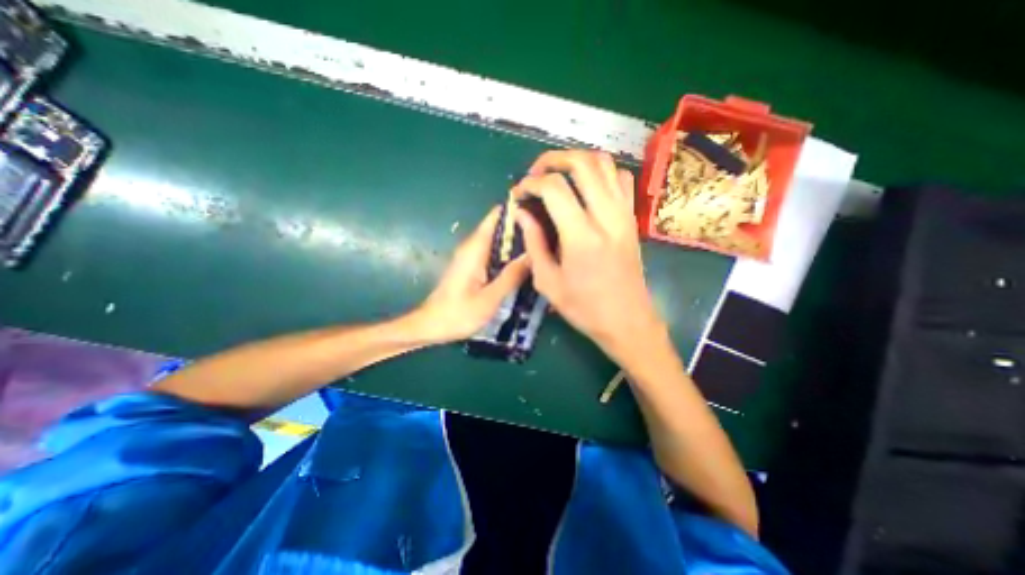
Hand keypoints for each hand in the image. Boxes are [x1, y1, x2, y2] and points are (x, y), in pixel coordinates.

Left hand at [415, 207, 533, 342]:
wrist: (431, 326)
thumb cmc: (458, 314)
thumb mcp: (489, 298)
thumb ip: (511, 276)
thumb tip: (534, 254)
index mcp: (475, 248)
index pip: (495, 216)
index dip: (516, 210)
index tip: (540, 211)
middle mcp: (472, 247)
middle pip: (499, 227)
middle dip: (522, 227)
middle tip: (549, 233)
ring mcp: (472, 256)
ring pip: (498, 240)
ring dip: (517, 242)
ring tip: (543, 245)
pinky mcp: (472, 267)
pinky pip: (494, 253)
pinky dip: (509, 254)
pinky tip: (525, 263)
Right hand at [512, 150, 665, 360]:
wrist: (627, 321)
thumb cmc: (584, 308)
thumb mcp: (548, 282)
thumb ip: (533, 243)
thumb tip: (523, 213)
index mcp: (581, 236)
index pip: (554, 188)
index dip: (530, 184)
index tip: (519, 194)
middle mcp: (606, 217)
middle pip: (582, 163)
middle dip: (552, 160)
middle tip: (535, 174)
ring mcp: (624, 214)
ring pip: (605, 164)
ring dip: (577, 160)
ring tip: (558, 175)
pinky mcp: (632, 219)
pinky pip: (621, 179)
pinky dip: (602, 172)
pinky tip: (587, 187)